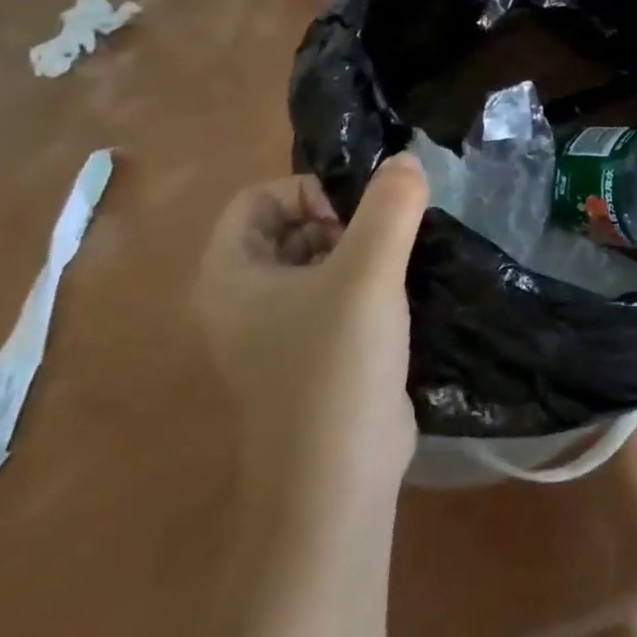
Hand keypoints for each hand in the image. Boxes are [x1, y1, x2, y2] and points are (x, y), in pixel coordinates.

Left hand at [196, 155, 428, 486]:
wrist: (339, 475)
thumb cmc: (336, 365)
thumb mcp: (368, 273)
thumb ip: (390, 207)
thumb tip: (406, 160)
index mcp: (230, 276)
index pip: (258, 199)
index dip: (308, 190)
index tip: (357, 214)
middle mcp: (242, 300)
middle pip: (288, 227)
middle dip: (341, 220)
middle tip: (384, 240)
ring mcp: (277, 332)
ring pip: (317, 262)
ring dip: (361, 251)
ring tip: (399, 264)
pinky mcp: (313, 354)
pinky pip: (335, 296)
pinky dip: (366, 284)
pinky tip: (402, 296)